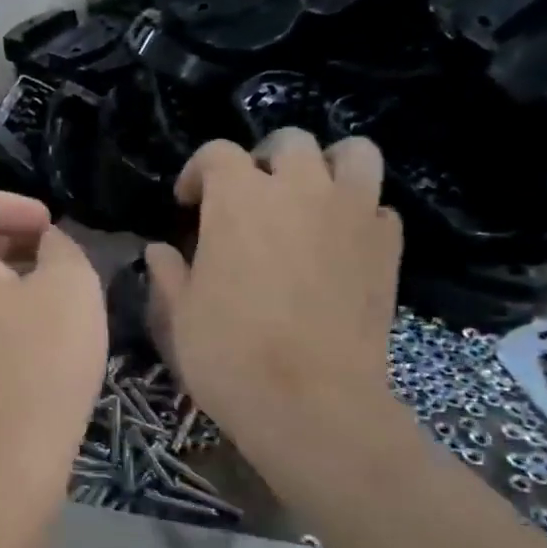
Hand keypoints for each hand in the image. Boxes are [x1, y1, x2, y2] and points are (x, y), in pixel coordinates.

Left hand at [0, 188, 106, 499]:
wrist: (2, 462)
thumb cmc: (39, 362)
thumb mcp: (72, 286)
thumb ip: (61, 244)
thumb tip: (45, 242)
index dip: (11, 202)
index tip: (50, 225)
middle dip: (3, 234)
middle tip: (49, 250)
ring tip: (40, 286)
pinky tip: (19, 326)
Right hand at [145, 131, 403, 454]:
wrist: (312, 404)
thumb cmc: (230, 355)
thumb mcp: (180, 315)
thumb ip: (170, 273)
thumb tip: (159, 251)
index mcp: (238, 200)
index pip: (217, 153)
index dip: (197, 172)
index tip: (187, 203)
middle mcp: (299, 190)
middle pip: (289, 142)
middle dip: (263, 160)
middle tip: (249, 197)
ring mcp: (352, 213)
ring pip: (354, 154)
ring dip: (327, 167)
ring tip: (309, 199)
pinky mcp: (387, 246)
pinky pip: (377, 206)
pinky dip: (358, 213)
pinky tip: (339, 243)